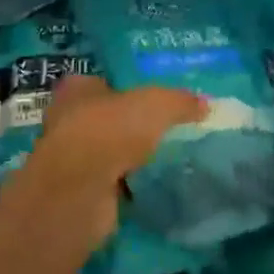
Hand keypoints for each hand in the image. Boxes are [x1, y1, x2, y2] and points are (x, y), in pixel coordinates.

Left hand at [6, 76, 204, 249]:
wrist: (80, 190)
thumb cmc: (111, 130)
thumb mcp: (157, 104)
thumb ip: (181, 102)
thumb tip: (206, 104)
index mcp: (77, 89)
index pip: (102, 82)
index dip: (125, 89)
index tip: (152, 100)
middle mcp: (67, 120)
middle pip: (105, 118)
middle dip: (129, 125)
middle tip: (164, 130)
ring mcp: (71, 159)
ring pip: (107, 152)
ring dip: (127, 157)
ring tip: (163, 159)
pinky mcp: (79, 191)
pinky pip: (110, 182)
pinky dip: (127, 185)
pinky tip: (150, 186)